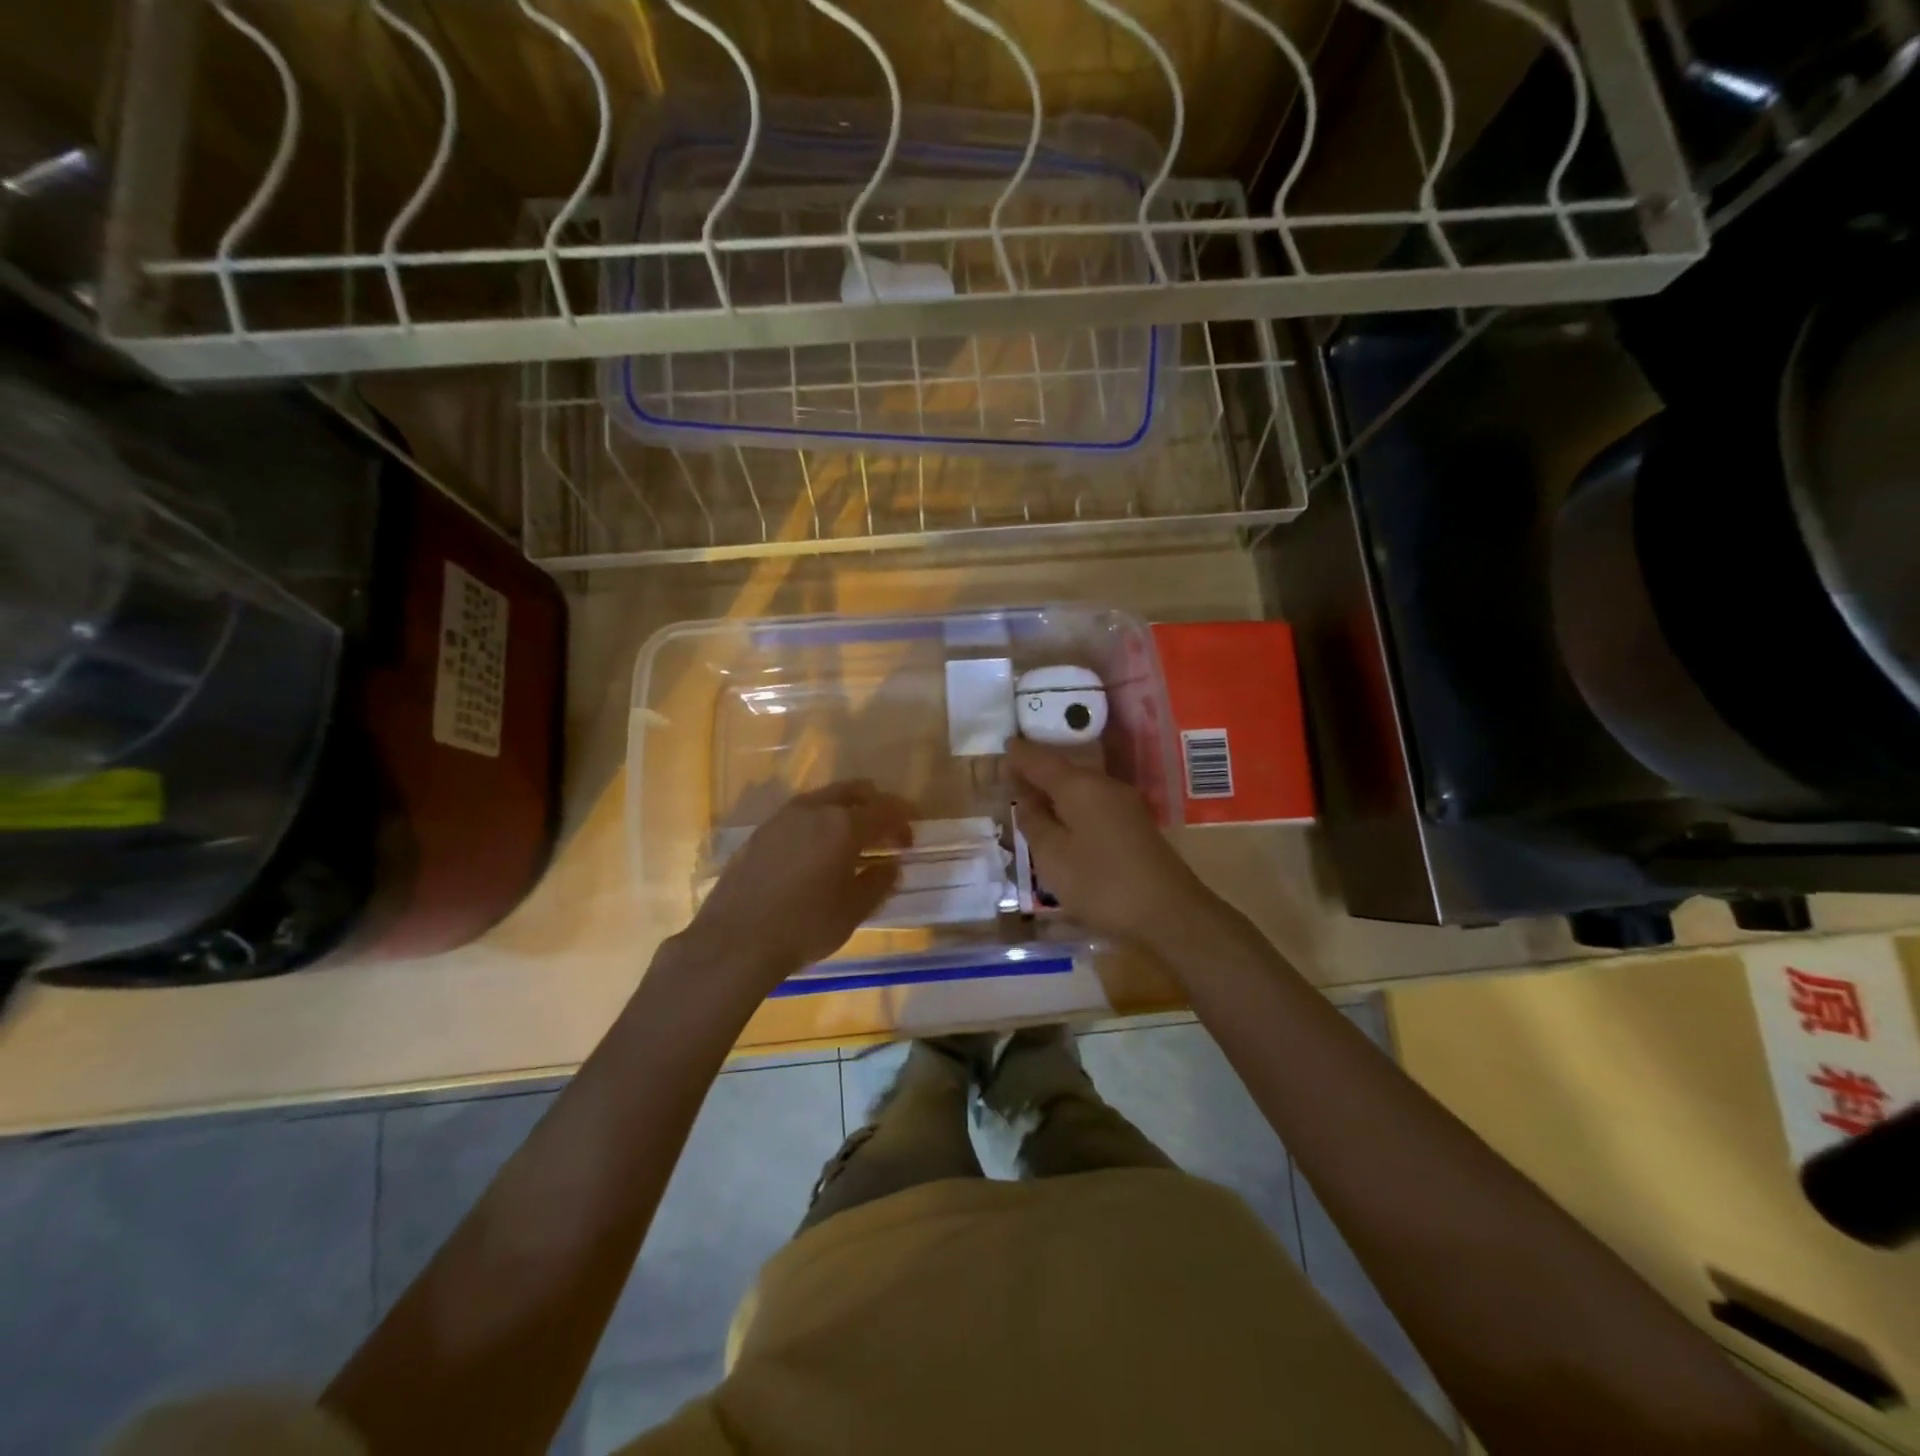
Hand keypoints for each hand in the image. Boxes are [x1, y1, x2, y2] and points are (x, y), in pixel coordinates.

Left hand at [678, 781, 912, 992]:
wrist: (735, 940)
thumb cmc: (804, 926)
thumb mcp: (853, 911)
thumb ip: (878, 882)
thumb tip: (892, 866)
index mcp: (844, 824)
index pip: (886, 811)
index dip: (903, 823)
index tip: (909, 842)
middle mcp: (815, 809)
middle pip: (855, 791)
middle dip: (876, 806)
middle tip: (885, 832)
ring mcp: (783, 817)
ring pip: (825, 799)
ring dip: (845, 812)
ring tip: (851, 841)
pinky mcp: (761, 831)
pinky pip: (801, 815)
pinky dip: (818, 823)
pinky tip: (816, 851)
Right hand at [1005, 737, 1217, 945]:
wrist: (1169, 913)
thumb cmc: (1101, 883)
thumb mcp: (1053, 857)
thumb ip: (1034, 823)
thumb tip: (1025, 798)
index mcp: (1079, 786)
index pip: (1040, 760)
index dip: (1019, 755)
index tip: (1002, 747)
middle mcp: (1103, 785)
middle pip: (1063, 771)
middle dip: (1036, 772)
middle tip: (1009, 777)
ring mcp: (1124, 804)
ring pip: (1079, 788)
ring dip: (1054, 791)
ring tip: (1030, 799)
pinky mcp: (1134, 825)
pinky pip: (1093, 804)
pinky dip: (1072, 807)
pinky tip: (1062, 822)